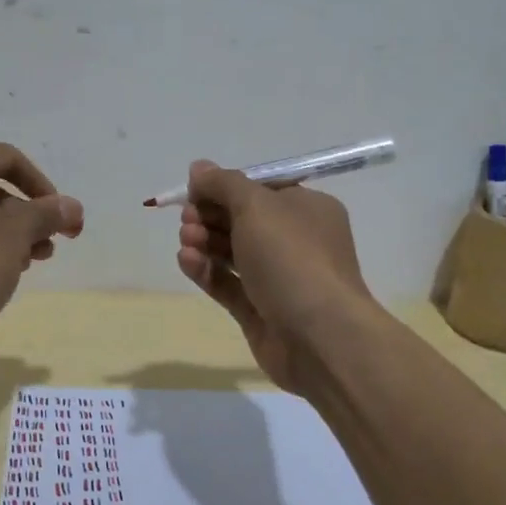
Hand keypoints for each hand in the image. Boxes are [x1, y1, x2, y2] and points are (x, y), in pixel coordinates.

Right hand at [175, 160, 374, 396]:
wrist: (319, 336)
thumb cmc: (292, 258)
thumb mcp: (256, 206)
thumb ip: (223, 184)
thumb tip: (198, 168)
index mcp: (306, 209)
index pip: (260, 189)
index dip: (225, 187)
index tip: (194, 190)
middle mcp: (295, 241)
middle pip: (242, 220)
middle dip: (210, 215)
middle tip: (187, 218)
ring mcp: (277, 278)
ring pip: (232, 252)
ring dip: (204, 241)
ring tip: (186, 240)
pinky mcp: (259, 310)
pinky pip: (227, 284)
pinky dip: (206, 270)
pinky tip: (186, 261)